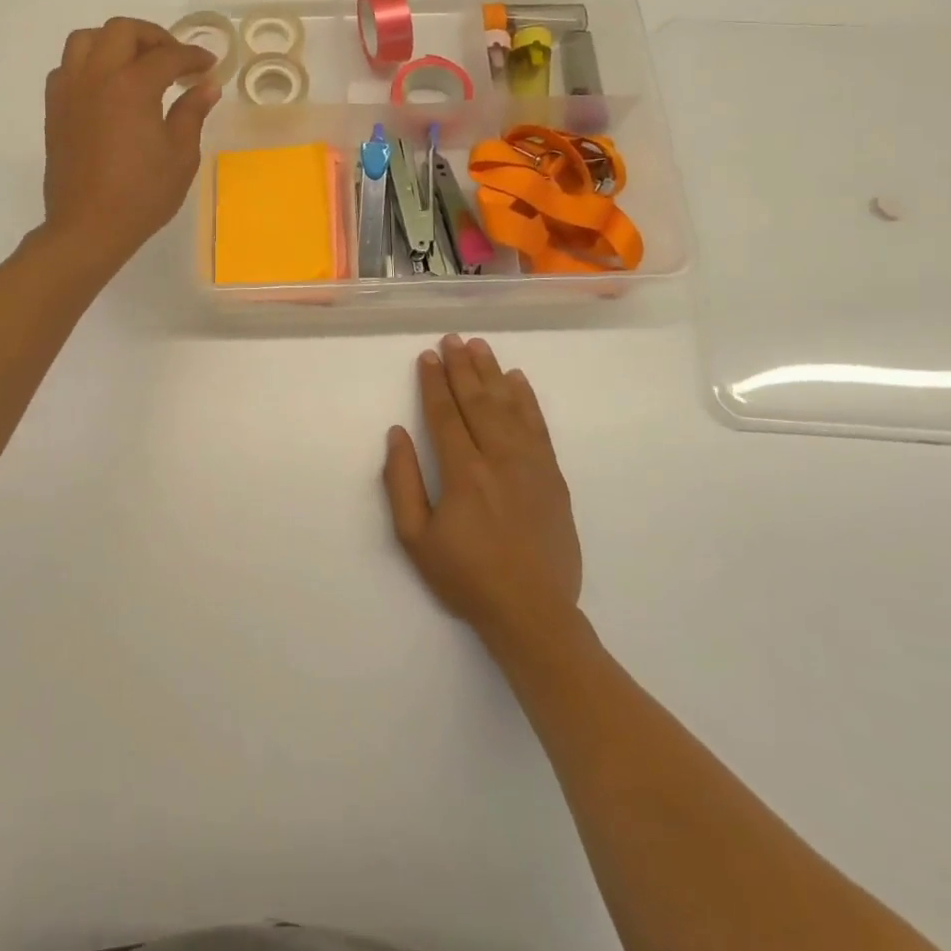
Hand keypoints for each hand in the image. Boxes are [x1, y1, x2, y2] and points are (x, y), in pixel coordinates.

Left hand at [43, 17, 221, 268]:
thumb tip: (206, 86)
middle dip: (153, 37)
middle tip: (174, 60)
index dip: (193, 57)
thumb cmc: (142, 195)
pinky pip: (68, 67)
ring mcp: (69, 91)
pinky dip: (90, 65)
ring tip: (136, 64)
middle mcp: (96, 77)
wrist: (88, 227)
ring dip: (115, 42)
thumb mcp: (180, 156)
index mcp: (132, 87)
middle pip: (122, 31)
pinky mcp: (55, 109)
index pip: (168, 56)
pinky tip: (107, 88)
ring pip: (86, 40)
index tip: (209, 66)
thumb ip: (192, 113)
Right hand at [382, 334, 582, 635]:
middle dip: (462, 367)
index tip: (427, 356)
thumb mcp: (415, 538)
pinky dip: (527, 400)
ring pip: (509, 406)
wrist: (532, 610)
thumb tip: (397, 434)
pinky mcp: (553, 476)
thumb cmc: (466, 576)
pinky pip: (538, 426)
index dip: (434, 382)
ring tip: (479, 347)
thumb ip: (402, 482)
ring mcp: (531, 464)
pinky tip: (518, 380)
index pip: (444, 413)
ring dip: (492, 373)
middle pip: (477, 400)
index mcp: (462, 471)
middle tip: (452, 339)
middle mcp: (498, 457)